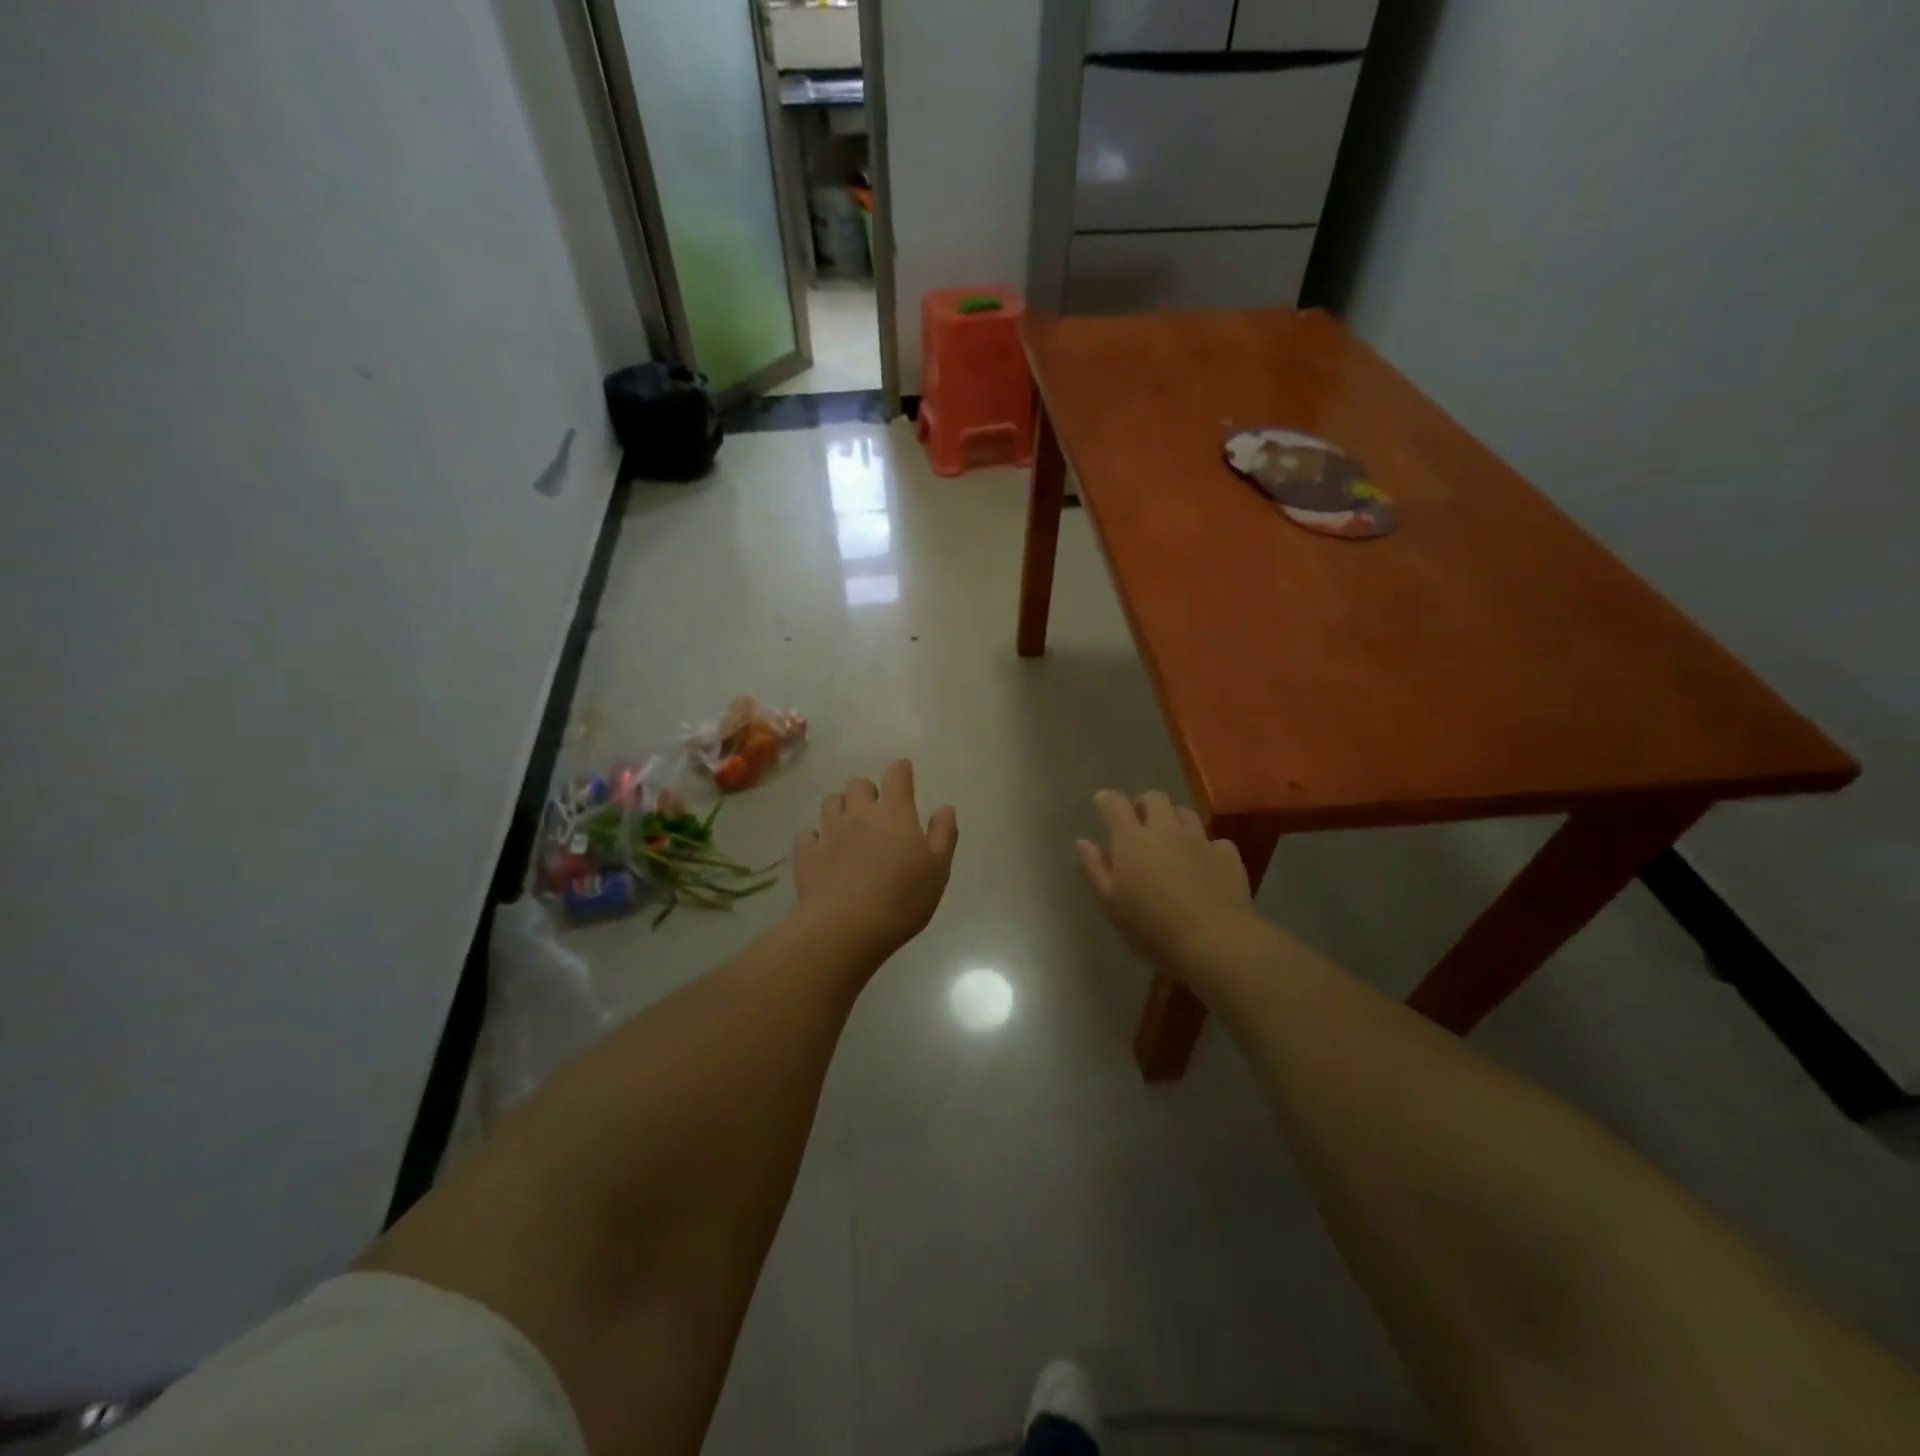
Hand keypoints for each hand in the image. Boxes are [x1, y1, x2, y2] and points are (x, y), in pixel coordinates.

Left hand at [792, 760, 957, 962]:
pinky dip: (815, 838)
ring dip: (840, 807)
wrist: (847, 927)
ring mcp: (830, 831)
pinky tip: (821, 850)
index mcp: (895, 814)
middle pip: (858, 784)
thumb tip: (945, 807)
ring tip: (847, 825)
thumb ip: (943, 834)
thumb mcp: (937, 869)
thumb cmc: (902, 898)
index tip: (903, 770)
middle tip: (875, 809)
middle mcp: (859, 814)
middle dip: (867, 791)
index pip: (897, 777)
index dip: (901, 769)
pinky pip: (807, 834)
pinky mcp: (807, 853)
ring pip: (831, 802)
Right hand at [1076, 790, 1259, 980]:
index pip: (1115, 805)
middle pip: (1154, 798)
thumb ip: (1094, 869)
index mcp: (1132, 840)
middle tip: (1139, 821)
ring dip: (1174, 819)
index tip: (1103, 800)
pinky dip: (1206, 847)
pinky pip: (1215, 841)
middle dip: (1144, 804)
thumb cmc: (1151, 926)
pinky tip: (1205, 863)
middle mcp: (1166, 830)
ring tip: (1171, 838)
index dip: (1107, 799)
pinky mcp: (1227, 856)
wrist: (1213, 940)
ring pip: (1186, 813)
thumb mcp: (1110, 903)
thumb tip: (1082, 842)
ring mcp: (1200, 840)